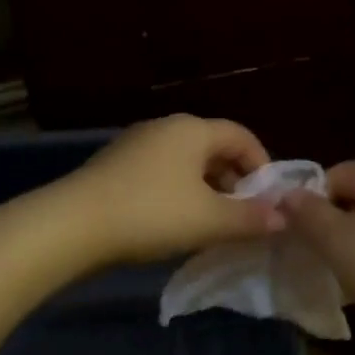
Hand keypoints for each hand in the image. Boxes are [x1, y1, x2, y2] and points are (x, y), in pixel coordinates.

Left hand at [62, 115, 283, 263]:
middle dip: (235, 181)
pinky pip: (162, 173)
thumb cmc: (151, 214)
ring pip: (187, 163)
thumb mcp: (209, 220)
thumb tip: (283, 218)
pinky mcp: (115, 167)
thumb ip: (251, 218)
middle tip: (243, 215)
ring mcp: (136, 145)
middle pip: (214, 148)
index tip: (269, 199)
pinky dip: (180, 193)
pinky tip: (175, 223)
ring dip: (207, 189)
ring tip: (212, 223)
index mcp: (192, 130)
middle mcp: (165, 128)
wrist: (71, 226)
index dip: (262, 165)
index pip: (242, 136)